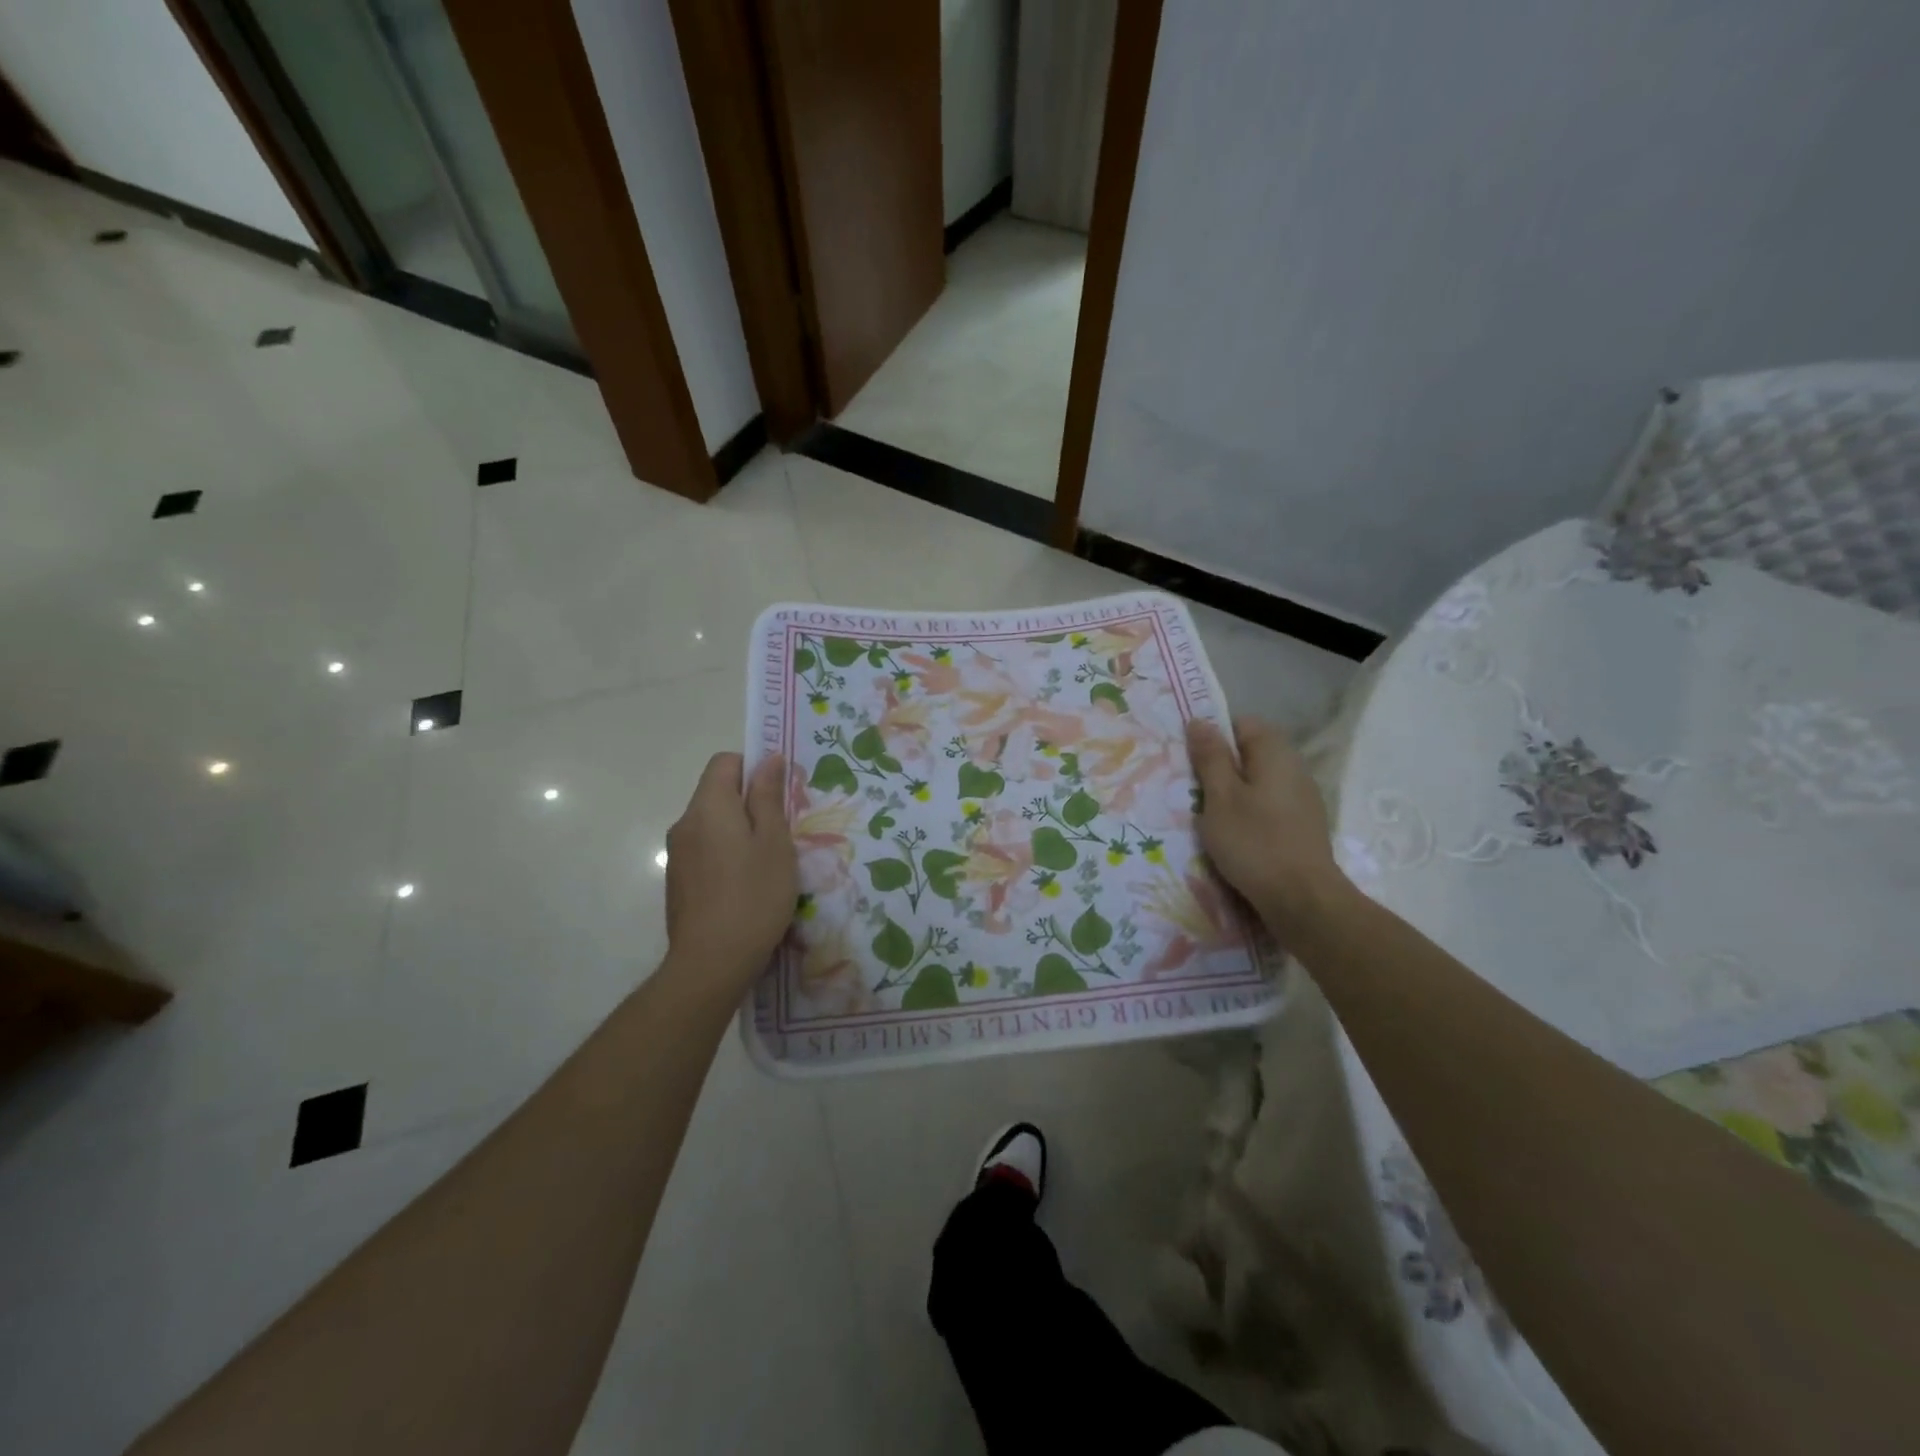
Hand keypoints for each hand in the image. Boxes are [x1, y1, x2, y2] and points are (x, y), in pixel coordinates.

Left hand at [663, 752, 795, 991]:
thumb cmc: (753, 896)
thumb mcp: (774, 842)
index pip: (725, 762)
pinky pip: (706, 850)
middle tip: (783, 831)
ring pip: (713, 824)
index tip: (780, 793)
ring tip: (769, 862)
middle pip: (717, 793)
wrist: (711, 963)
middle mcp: (685, 823)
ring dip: (740, 830)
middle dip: (751, 802)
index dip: (754, 768)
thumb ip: (768, 797)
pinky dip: (727, 854)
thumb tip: (769, 759)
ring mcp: (678, 854)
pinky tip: (747, 885)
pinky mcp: (679, 881)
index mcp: (708, 807)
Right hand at [1186, 716, 1344, 929]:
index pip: (1241, 723)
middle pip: (1249, 754)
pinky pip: (1267, 806)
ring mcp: (1302, 799)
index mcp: (1275, 753)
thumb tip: (1200, 721)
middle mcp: (1294, 768)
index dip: (1214, 736)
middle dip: (1219, 768)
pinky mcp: (1301, 826)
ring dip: (1231, 795)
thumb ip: (1210, 757)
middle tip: (1192, 792)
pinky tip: (1233, 838)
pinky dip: (1247, 815)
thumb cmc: (1254, 842)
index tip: (1190, 761)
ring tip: (1208, 818)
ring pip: (1257, 783)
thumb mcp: (1220, 797)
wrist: (1302, 900)